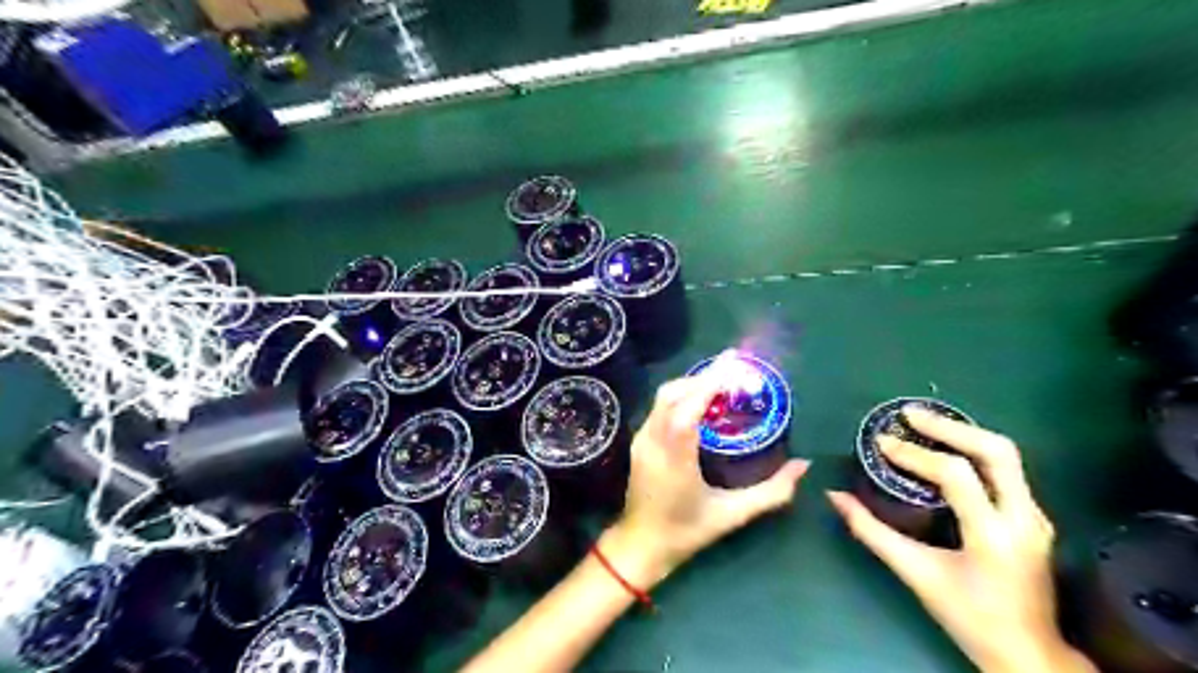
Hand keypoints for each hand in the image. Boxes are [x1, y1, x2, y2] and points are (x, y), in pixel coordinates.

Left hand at [604, 373, 807, 588]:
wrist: (640, 545)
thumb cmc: (685, 532)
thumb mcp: (732, 515)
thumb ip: (771, 492)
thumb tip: (803, 466)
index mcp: (674, 458)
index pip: (687, 408)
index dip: (709, 382)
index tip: (735, 364)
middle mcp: (653, 441)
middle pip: (673, 393)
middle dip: (703, 377)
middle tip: (735, 371)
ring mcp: (641, 439)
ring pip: (664, 397)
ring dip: (692, 384)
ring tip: (722, 382)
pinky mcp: (639, 441)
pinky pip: (659, 407)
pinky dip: (681, 396)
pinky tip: (701, 402)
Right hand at [824, 408, 1092, 669]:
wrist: (1030, 655)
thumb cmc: (969, 617)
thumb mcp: (915, 574)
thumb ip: (872, 532)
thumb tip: (836, 497)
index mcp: (994, 535)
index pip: (956, 475)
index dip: (914, 454)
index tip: (881, 443)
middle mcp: (1023, 518)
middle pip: (996, 451)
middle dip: (949, 427)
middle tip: (909, 415)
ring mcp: (1035, 516)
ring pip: (1007, 456)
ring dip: (963, 433)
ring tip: (924, 424)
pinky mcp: (1033, 517)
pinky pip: (1005, 469)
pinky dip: (972, 450)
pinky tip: (946, 449)